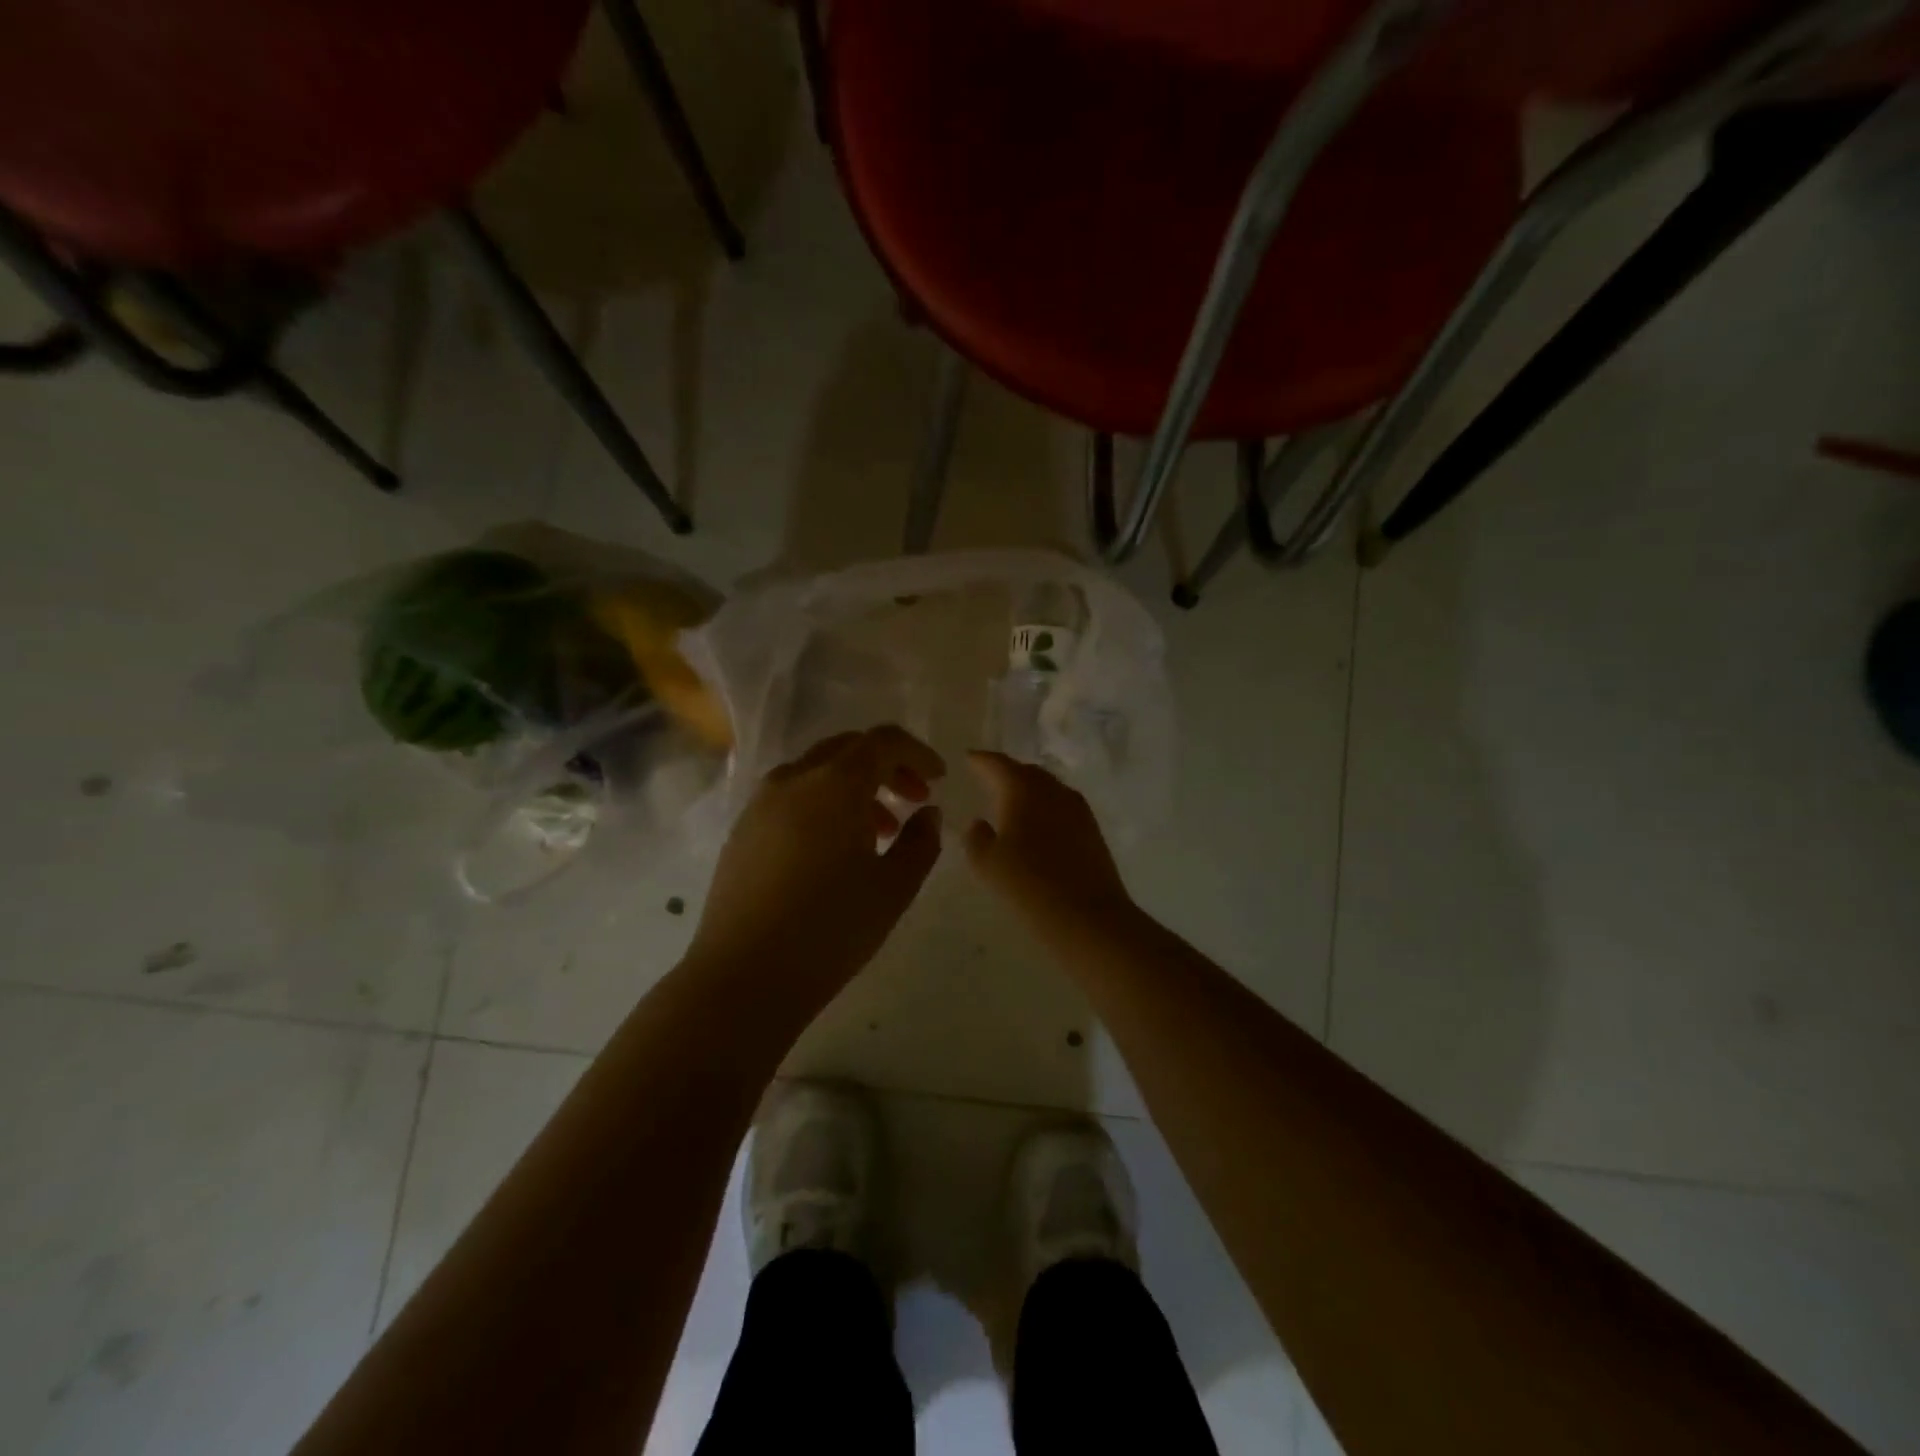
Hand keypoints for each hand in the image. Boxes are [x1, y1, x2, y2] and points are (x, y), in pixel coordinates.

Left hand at [686, 726, 945, 991]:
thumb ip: (921, 842)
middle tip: (914, 800)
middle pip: (848, 749)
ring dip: (855, 787)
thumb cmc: (830, 931)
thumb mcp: (893, 889)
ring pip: (817, 772)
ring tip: (879, 832)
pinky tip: (833, 850)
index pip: (882, 741)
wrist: (744, 977)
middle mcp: (793, 780)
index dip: (917, 753)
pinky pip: (791, 796)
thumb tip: (928, 814)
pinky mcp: (742, 830)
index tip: (938, 779)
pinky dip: (822, 804)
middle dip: (887, 767)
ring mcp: (760, 804)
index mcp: (834, 784)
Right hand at [963, 752, 1135, 942]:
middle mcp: (1053, 790)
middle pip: (1026, 772)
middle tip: (988, 778)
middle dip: (1006, 773)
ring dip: (1028, 790)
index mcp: (1023, 789)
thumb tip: (979, 823)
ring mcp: (1078, 808)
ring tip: (1010, 801)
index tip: (968, 758)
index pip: (997, 764)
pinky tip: (1037, 825)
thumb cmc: (1029, 885)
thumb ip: (976, 837)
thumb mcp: (986, 864)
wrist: (1088, 916)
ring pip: (1047, 788)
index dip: (980, 760)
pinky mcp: (1092, 829)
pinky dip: (1045, 808)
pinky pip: (1061, 807)